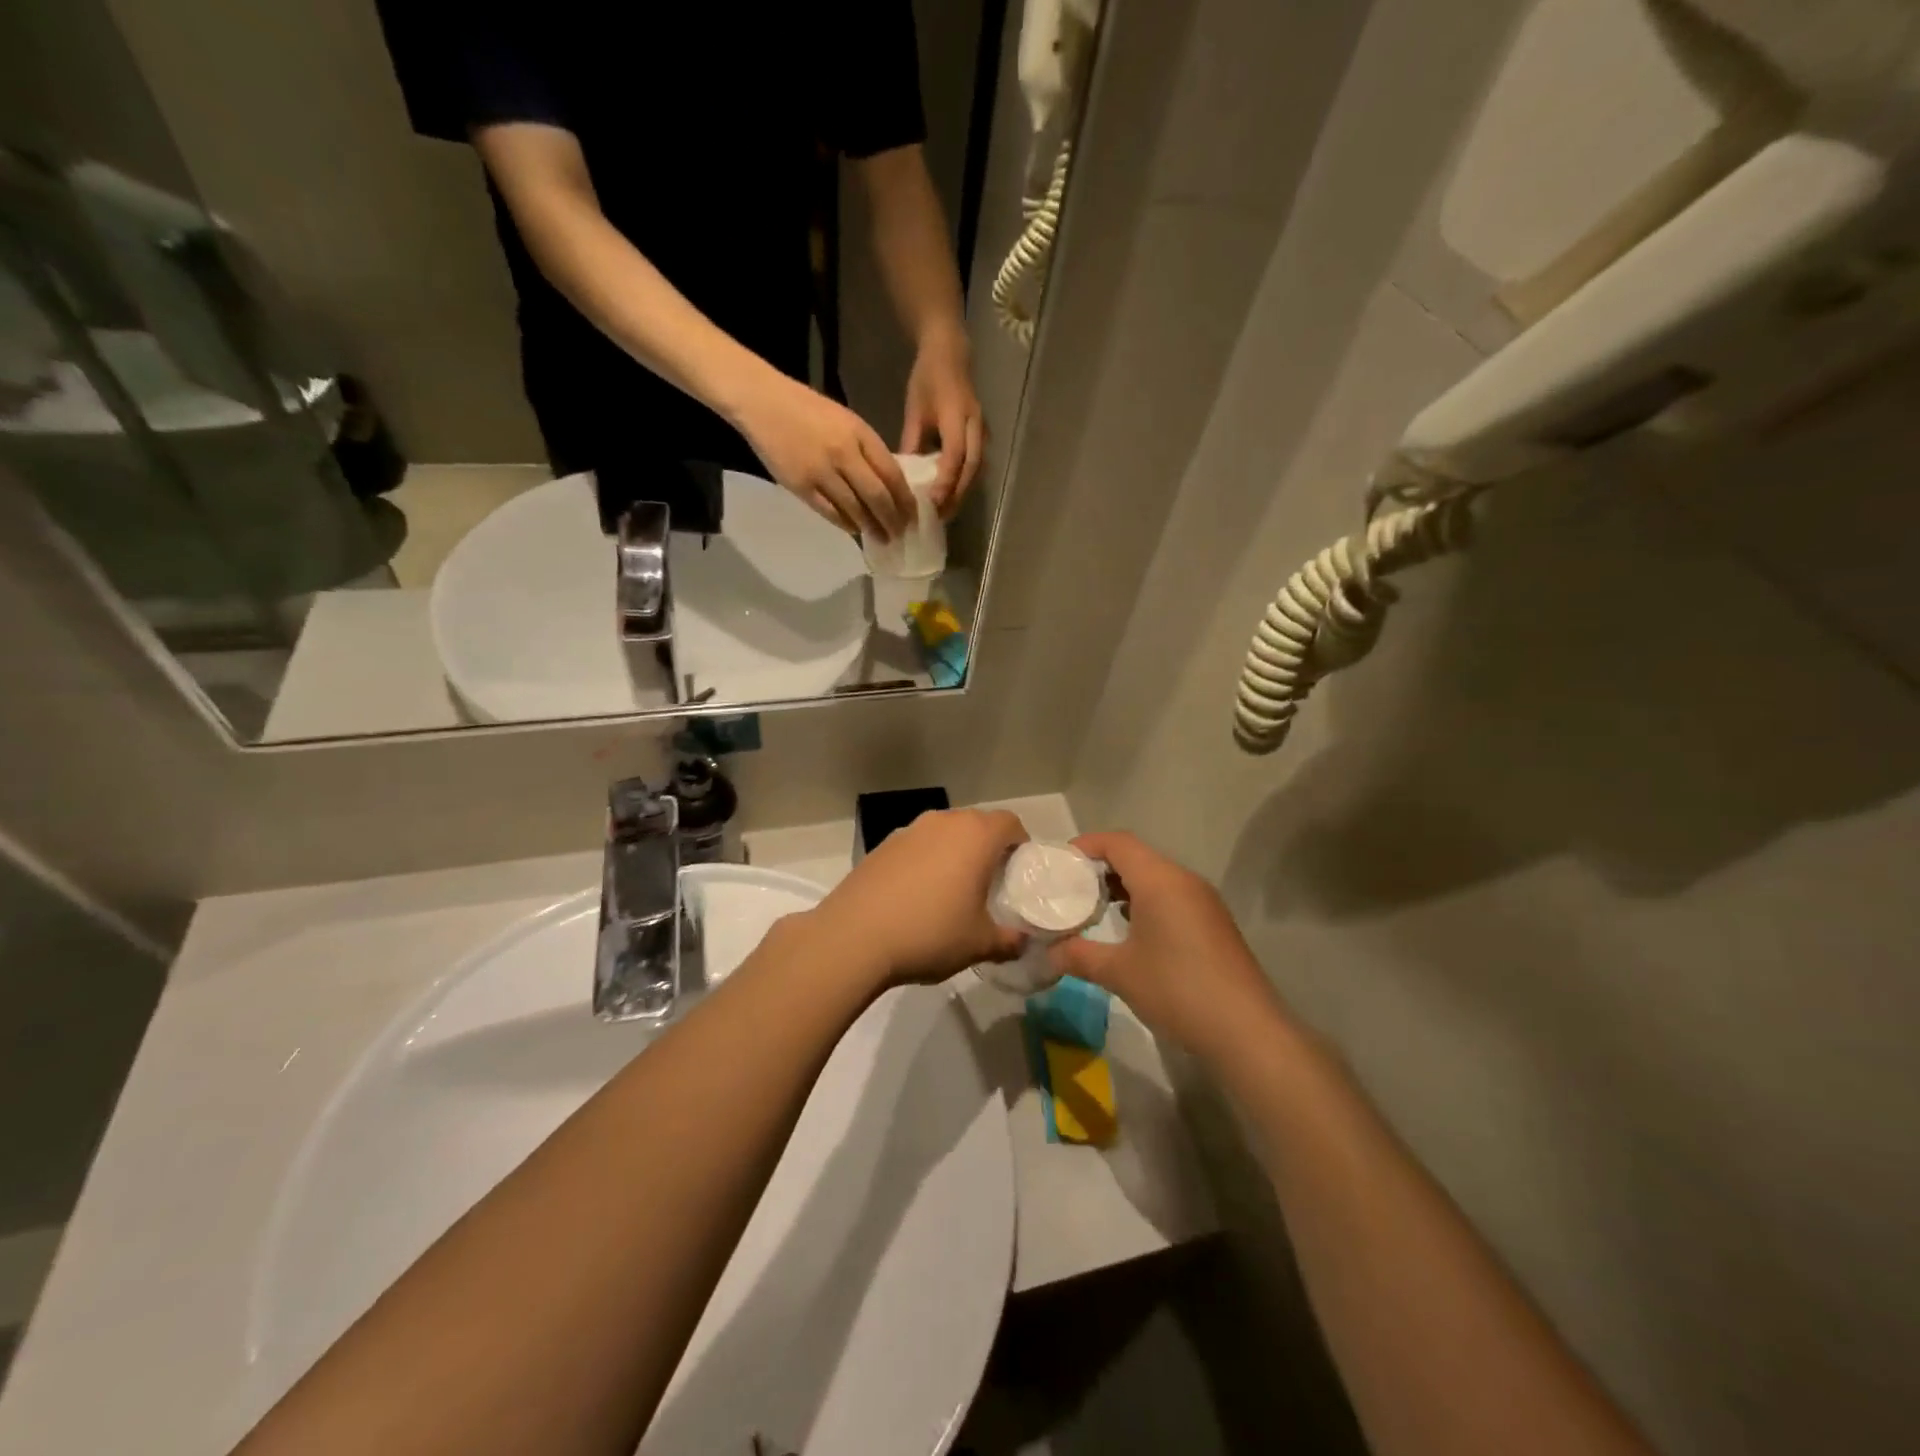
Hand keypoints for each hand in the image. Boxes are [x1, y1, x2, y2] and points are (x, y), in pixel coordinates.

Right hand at [734, 369, 914, 539]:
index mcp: (860, 434)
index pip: (892, 474)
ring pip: (855, 509)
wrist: (762, 402)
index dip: (905, 499)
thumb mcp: (846, 421)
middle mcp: (844, 454)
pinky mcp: (802, 486)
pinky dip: (846, 524)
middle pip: (877, 497)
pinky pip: (830, 513)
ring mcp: (822, 472)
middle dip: (892, 520)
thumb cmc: (807, 410)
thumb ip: (867, 450)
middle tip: (900, 533)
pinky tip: (854, 529)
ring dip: (871, 527)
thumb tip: (888, 483)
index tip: (913, 515)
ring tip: (881, 538)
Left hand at [806, 808, 1028, 989]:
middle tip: (989, 884)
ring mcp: (908, 830)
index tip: (1017, 873)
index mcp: (975, 835)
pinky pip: (916, 846)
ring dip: (953, 853)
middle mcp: (943, 822)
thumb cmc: (930, 933)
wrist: (853, 937)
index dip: (1020, 844)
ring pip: (944, 833)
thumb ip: (1009, 941)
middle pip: (976, 824)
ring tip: (951, 892)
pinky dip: (925, 862)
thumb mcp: (980, 944)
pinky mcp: (881, 845)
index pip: (1010, 823)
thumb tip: (1022, 942)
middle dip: (987, 848)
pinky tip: (916, 897)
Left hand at [900, 326, 984, 515]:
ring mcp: (982, 432)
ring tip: (946, 511)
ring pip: (976, 471)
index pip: (955, 455)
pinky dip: (965, 482)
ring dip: (962, 492)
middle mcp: (975, 427)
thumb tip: (902, 476)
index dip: (946, 480)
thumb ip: (911, 442)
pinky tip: (951, 494)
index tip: (932, 501)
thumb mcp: (915, 410)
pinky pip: (976, 465)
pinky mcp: (982, 437)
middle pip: (971, 469)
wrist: (950, 355)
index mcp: (958, 417)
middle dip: (956, 495)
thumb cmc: (928, 380)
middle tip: (939, 516)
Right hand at [1049, 832, 1288, 1060]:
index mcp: (1160, 880)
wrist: (1247, 1032)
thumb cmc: (1177, 990)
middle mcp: (1184, 880)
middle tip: (1069, 888)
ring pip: (1155, 877)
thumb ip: (1078, 955)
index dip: (1085, 845)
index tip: (1058, 863)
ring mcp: (1203, 902)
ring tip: (1093, 908)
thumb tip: (1049, 953)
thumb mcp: (1118, 972)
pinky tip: (1129, 930)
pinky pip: (1171, 896)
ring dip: (1123, 886)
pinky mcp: (1214, 923)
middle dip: (1100, 867)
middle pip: (1136, 856)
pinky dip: (1145, 902)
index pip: (1117, 842)